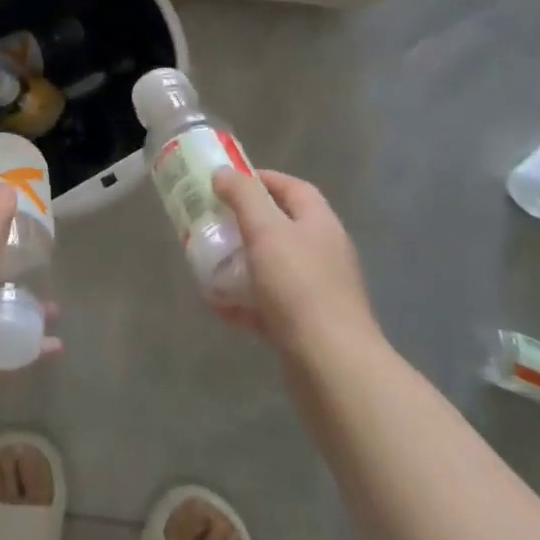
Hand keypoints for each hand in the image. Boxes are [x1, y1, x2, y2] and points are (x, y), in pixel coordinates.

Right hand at [212, 168, 378, 355]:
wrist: (332, 366)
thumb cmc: (299, 286)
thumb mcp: (266, 230)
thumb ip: (243, 196)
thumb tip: (224, 173)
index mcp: (320, 224)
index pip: (293, 188)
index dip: (261, 179)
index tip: (226, 182)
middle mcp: (322, 253)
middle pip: (279, 227)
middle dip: (242, 224)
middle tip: (211, 221)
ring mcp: (315, 292)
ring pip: (270, 267)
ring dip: (238, 264)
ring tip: (207, 262)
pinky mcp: (304, 326)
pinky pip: (267, 305)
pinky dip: (243, 302)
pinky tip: (218, 305)